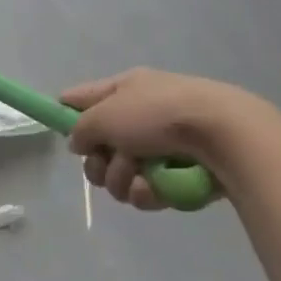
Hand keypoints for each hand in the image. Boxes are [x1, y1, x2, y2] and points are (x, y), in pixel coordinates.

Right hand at [61, 68, 277, 210]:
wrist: (221, 134)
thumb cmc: (158, 115)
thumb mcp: (107, 114)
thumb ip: (83, 128)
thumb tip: (78, 140)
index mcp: (124, 89)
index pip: (82, 97)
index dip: (66, 113)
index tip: (59, 134)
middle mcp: (140, 114)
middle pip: (100, 147)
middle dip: (99, 164)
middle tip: (107, 165)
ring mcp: (160, 145)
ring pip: (121, 174)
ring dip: (124, 180)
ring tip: (141, 176)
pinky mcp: (177, 173)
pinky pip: (147, 190)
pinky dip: (148, 192)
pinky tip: (157, 189)